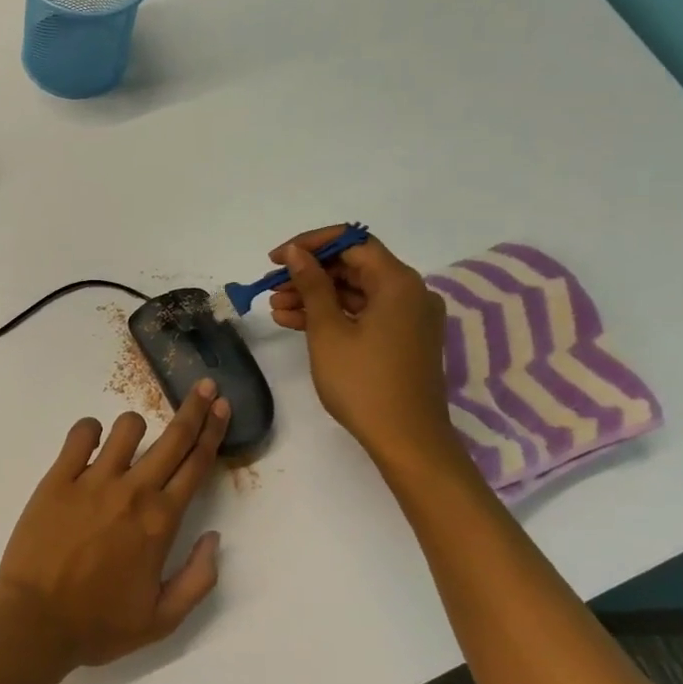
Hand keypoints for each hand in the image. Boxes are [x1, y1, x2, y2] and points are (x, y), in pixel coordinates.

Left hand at [0, 383, 229, 667]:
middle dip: (194, 409)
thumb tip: (213, 537)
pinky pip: (80, 434)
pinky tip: (91, 442)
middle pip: (172, 438)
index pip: (196, 465)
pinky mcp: (58, 476)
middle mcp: (133, 491)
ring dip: (136, 427)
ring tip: (132, 439)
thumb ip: (199, 578)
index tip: (222, 407)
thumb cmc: (99, 624)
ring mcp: (93, 479)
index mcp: (161, 522)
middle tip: (204, 387)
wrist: (35, 621)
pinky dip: (90, 431)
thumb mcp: (163, 619)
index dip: (213, 432)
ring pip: (126, 428)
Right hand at [267, 228, 457, 470]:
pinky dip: (333, 315)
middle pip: (354, 267)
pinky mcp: (403, 339)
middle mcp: (410, 293)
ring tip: (276, 309)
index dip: (311, 244)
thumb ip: (311, 285)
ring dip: (316, 297)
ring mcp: (409, 318)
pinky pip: (364, 314)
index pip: (353, 242)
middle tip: (272, 287)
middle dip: (310, 275)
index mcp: (398, 283)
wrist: (407, 440)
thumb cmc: (364, 382)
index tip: (277, 259)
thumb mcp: (328, 331)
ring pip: (356, 293)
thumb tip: (297, 253)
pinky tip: (296, 323)